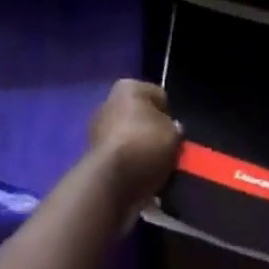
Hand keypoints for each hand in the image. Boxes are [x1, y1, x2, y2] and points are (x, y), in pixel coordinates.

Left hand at [88, 80, 180, 212]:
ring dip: (140, 150)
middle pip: (141, 116)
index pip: (159, 97)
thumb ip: (175, 129)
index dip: (170, 116)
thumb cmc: (144, 146)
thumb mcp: (173, 135)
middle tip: (167, 153)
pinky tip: (140, 178)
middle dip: (153, 133)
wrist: (109, 182)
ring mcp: (98, 128)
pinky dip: (129, 165)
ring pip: (130, 137)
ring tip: (155, 170)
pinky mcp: (92, 154)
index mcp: (129, 86)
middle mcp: (109, 100)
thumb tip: (172, 129)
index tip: (175, 135)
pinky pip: (120, 156)